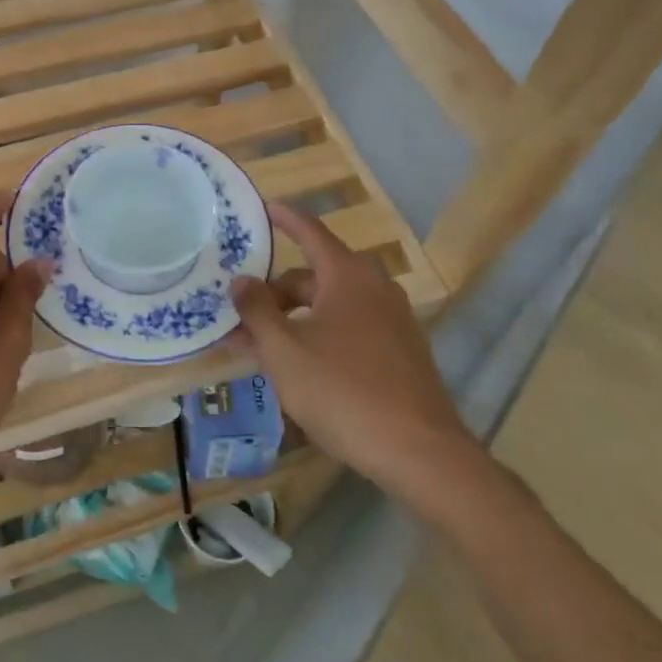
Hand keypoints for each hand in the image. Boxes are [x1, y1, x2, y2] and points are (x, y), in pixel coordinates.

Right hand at [229, 202, 485, 506]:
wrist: (419, 453)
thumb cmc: (342, 391)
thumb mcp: (284, 350)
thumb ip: (257, 310)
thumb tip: (241, 280)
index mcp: (347, 276)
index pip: (310, 232)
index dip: (285, 218)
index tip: (265, 208)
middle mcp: (374, 288)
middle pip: (315, 276)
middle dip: (276, 291)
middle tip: (241, 311)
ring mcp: (392, 322)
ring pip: (331, 306)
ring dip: (294, 318)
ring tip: (260, 346)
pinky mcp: (401, 353)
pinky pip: (350, 329)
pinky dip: (319, 335)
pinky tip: (299, 366)